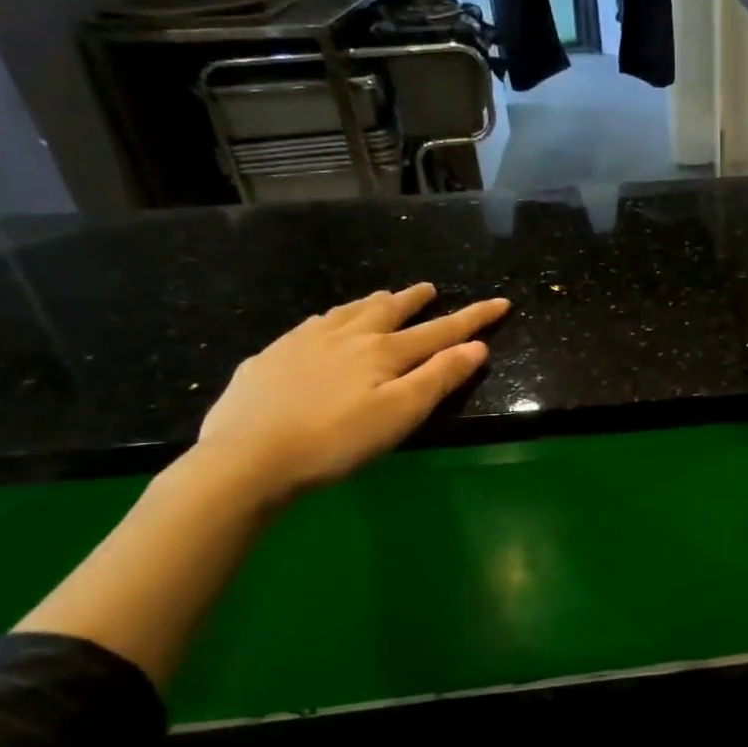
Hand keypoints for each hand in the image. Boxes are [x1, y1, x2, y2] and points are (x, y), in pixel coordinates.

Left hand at [195, 284, 508, 499]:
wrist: (246, 457)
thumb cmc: (335, 441)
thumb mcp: (399, 414)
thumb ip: (440, 378)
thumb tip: (478, 346)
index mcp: (383, 352)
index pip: (440, 330)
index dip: (473, 317)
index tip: (501, 302)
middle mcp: (346, 337)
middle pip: (388, 310)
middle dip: (414, 300)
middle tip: (429, 288)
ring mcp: (303, 342)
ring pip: (347, 312)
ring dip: (372, 302)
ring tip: (383, 296)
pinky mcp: (270, 357)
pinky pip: (310, 326)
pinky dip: (329, 318)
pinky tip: (322, 325)